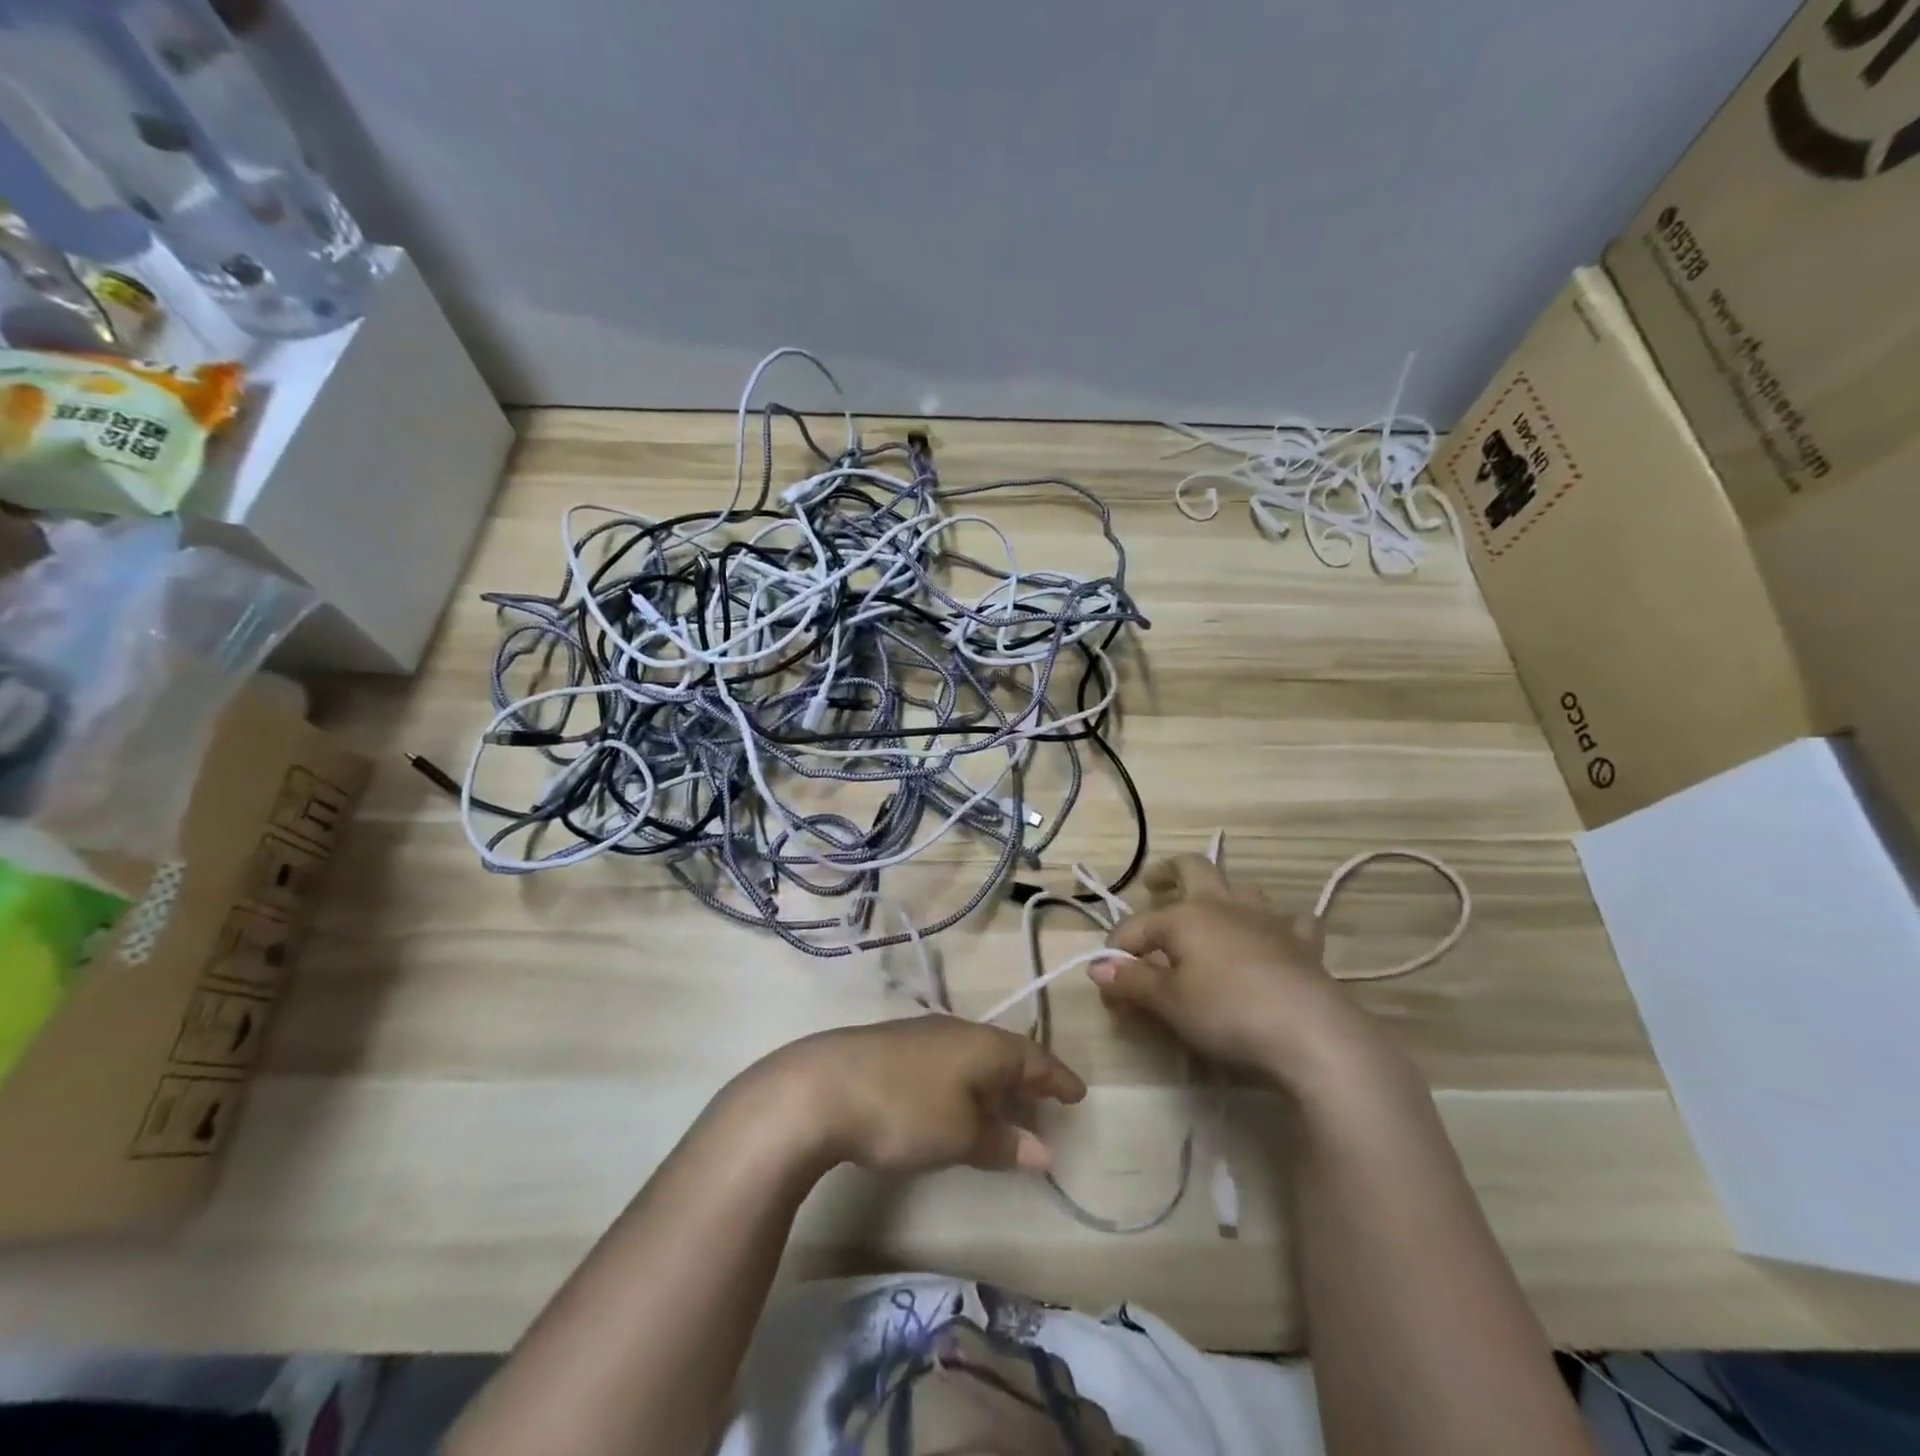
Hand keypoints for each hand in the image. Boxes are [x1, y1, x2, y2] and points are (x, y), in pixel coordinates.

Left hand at [757, 1018, 1086, 1174]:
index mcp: (982, 1045)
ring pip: (972, 1055)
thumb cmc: (903, 1110)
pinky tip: (951, 1101)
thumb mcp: (959, 1135)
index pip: (1033, 1057)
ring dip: (992, 1081)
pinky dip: (963, 1082)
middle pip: (1003, 1052)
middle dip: (1026, 1078)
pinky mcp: (892, 1048)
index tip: (1078, 1094)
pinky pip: (946, 1061)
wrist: (820, 1088)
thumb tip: (1045, 1151)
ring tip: (1003, 1106)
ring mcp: (921, 1036)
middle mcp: (956, 1031)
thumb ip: (1002, 1142)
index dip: (1057, 1077)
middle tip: (1045, 1102)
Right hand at [1090, 855, 1387, 1081]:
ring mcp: (1268, 919)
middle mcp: (1224, 905)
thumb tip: (1097, 969)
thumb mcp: (1169, 1002)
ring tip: (1211, 913)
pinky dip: (1279, 925)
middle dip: (1168, 873)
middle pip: (1193, 868)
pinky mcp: (1304, 943)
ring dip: (1222, 895)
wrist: (1312, 1032)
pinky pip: (1292, 921)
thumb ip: (1133, 981)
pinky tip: (1275, 938)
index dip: (1117, 952)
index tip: (1108, 984)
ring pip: (1240, 888)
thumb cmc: (1228, 1012)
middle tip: (1153, 885)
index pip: (1136, 926)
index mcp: (1185, 915)